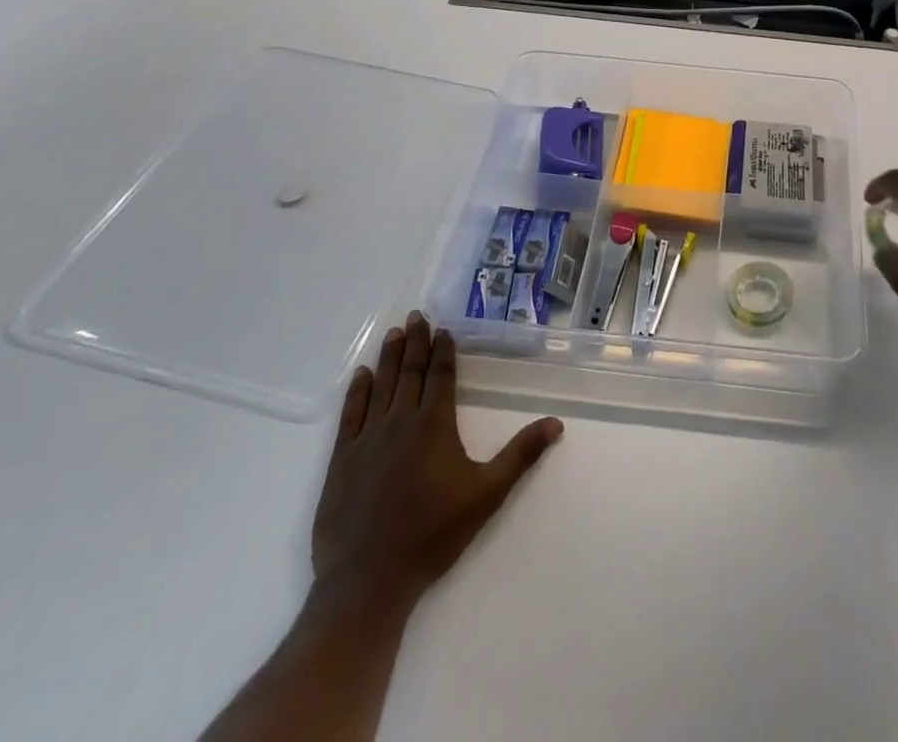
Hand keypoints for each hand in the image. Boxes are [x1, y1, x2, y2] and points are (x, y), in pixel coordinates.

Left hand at [311, 311, 562, 623]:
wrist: (367, 581)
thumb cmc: (432, 535)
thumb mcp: (486, 495)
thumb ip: (520, 456)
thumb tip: (556, 423)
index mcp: (433, 424)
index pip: (440, 375)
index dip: (442, 350)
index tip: (442, 328)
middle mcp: (399, 421)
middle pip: (410, 372)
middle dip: (416, 342)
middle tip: (416, 315)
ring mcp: (366, 439)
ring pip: (381, 385)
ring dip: (389, 357)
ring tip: (394, 333)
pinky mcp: (340, 461)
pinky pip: (350, 414)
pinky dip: (357, 391)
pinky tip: (362, 374)